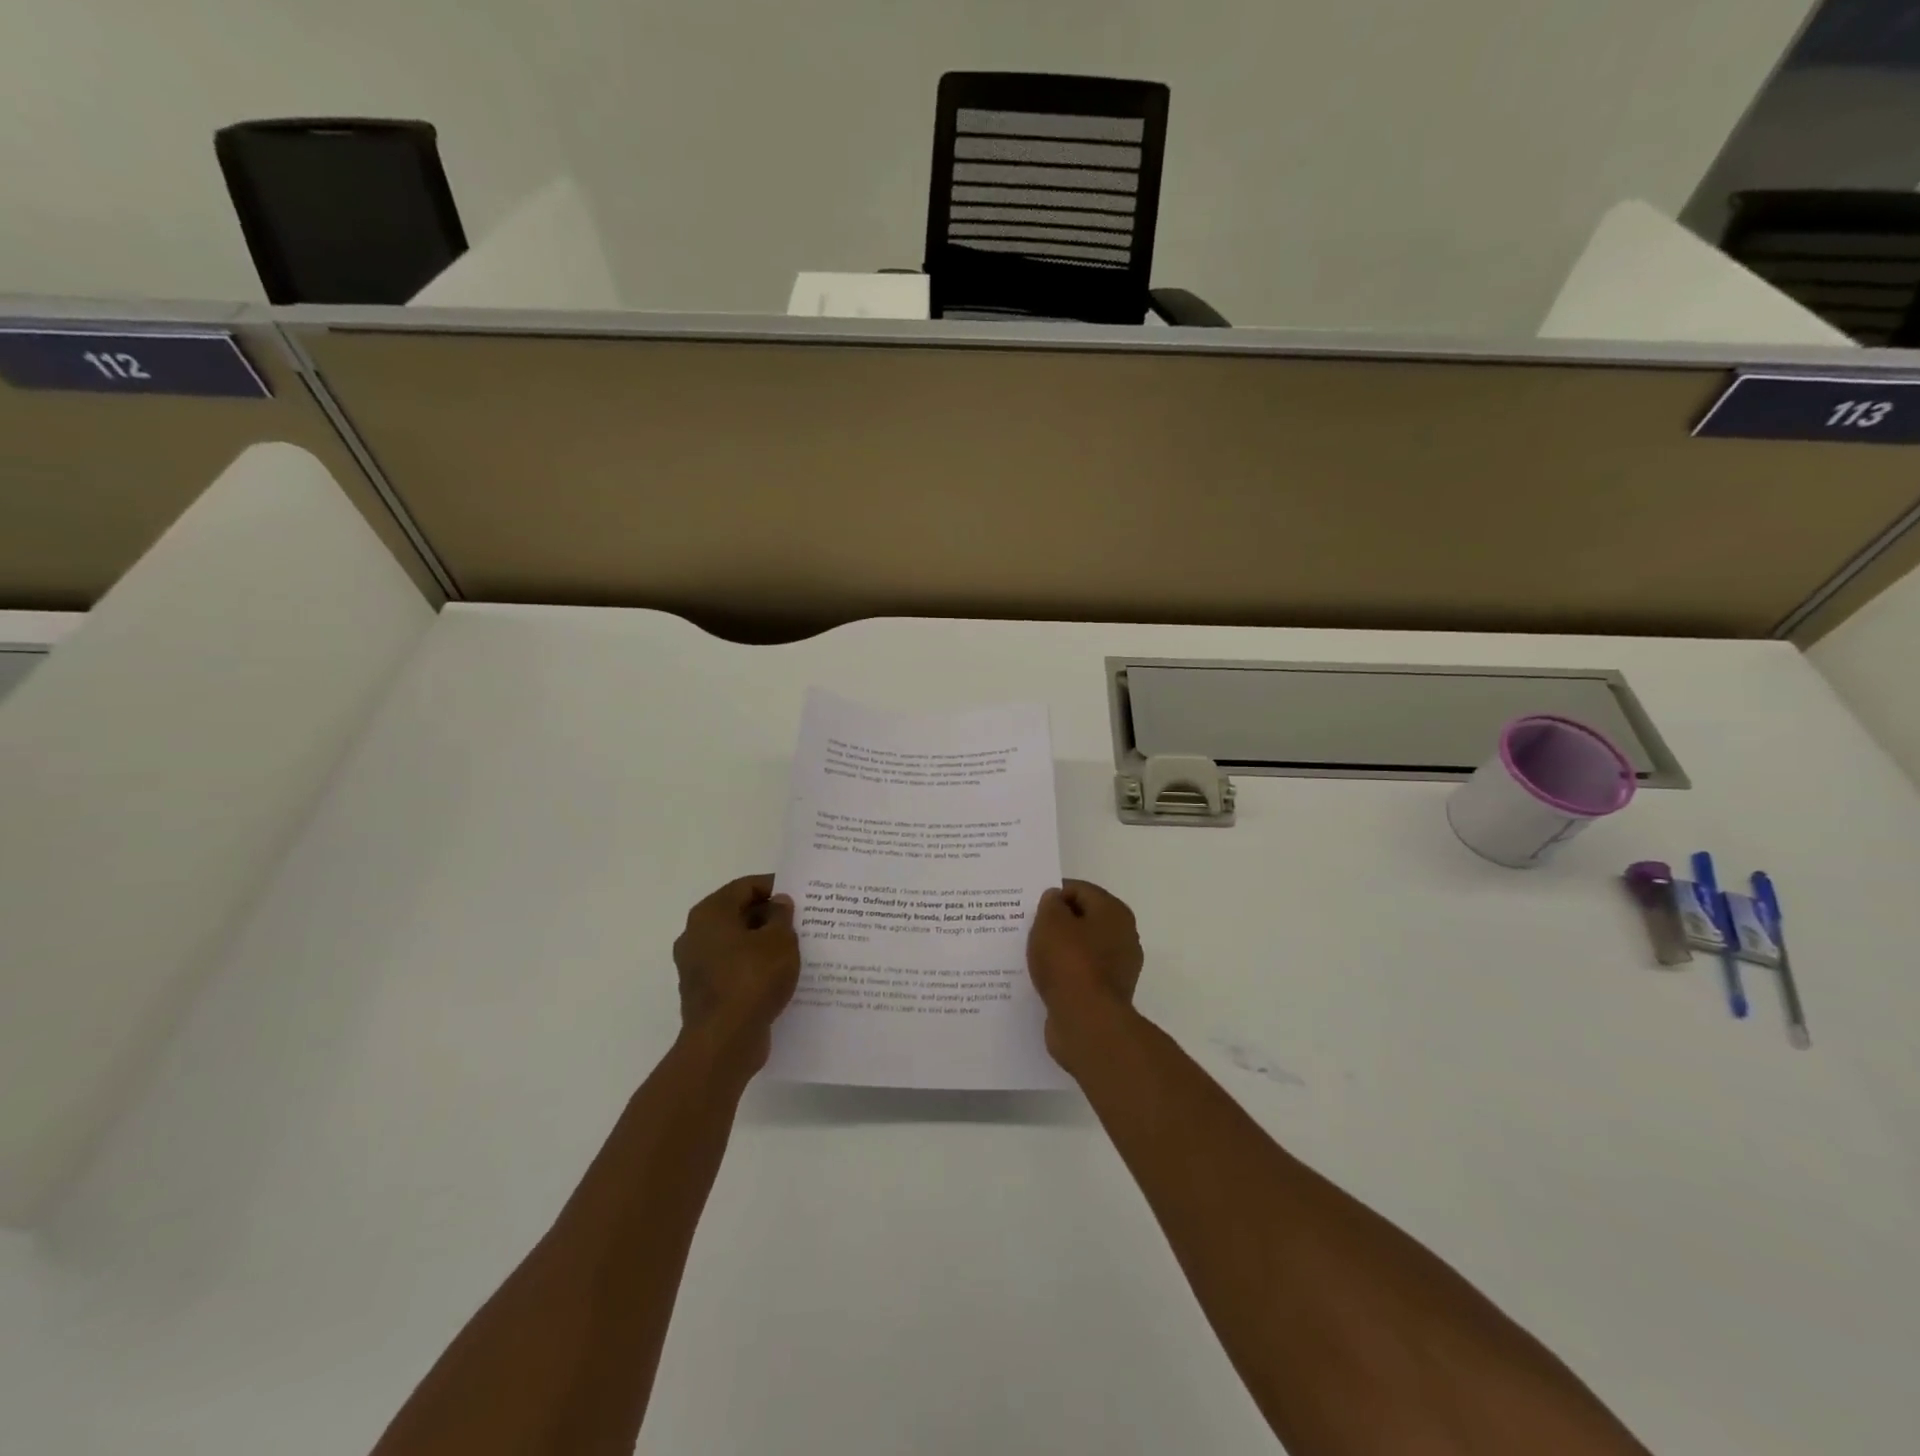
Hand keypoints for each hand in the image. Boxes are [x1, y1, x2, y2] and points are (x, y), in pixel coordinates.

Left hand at [673, 875, 800, 1072]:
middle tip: (800, 921)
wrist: (725, 1042)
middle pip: (738, 914)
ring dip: (762, 943)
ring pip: (736, 944)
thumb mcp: (780, 940)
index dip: (773, 886)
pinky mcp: (704, 993)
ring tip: (794, 948)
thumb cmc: (752, 979)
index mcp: (709, 914)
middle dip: (769, 916)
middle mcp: (695, 935)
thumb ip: (782, 916)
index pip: (745, 886)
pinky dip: (753, 967)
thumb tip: (778, 903)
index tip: (799, 895)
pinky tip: (778, 976)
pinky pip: (733, 969)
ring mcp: (696, 966)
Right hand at [1027, 879, 1142, 1066]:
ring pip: (1081, 948)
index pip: (1080, 890)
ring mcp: (1118, 968)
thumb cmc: (1069, 962)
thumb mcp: (1050, 922)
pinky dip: (1063, 974)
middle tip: (1027, 928)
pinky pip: (1080, 974)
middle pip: (1083, 919)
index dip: (1053, 893)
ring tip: (1030, 954)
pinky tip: (1043, 979)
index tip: (1029, 906)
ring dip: (1058, 950)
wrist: (1087, 1023)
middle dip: (1056, 922)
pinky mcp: (1107, 995)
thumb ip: (1050, 904)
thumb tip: (1055, 900)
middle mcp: (1123, 937)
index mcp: (1114, 913)